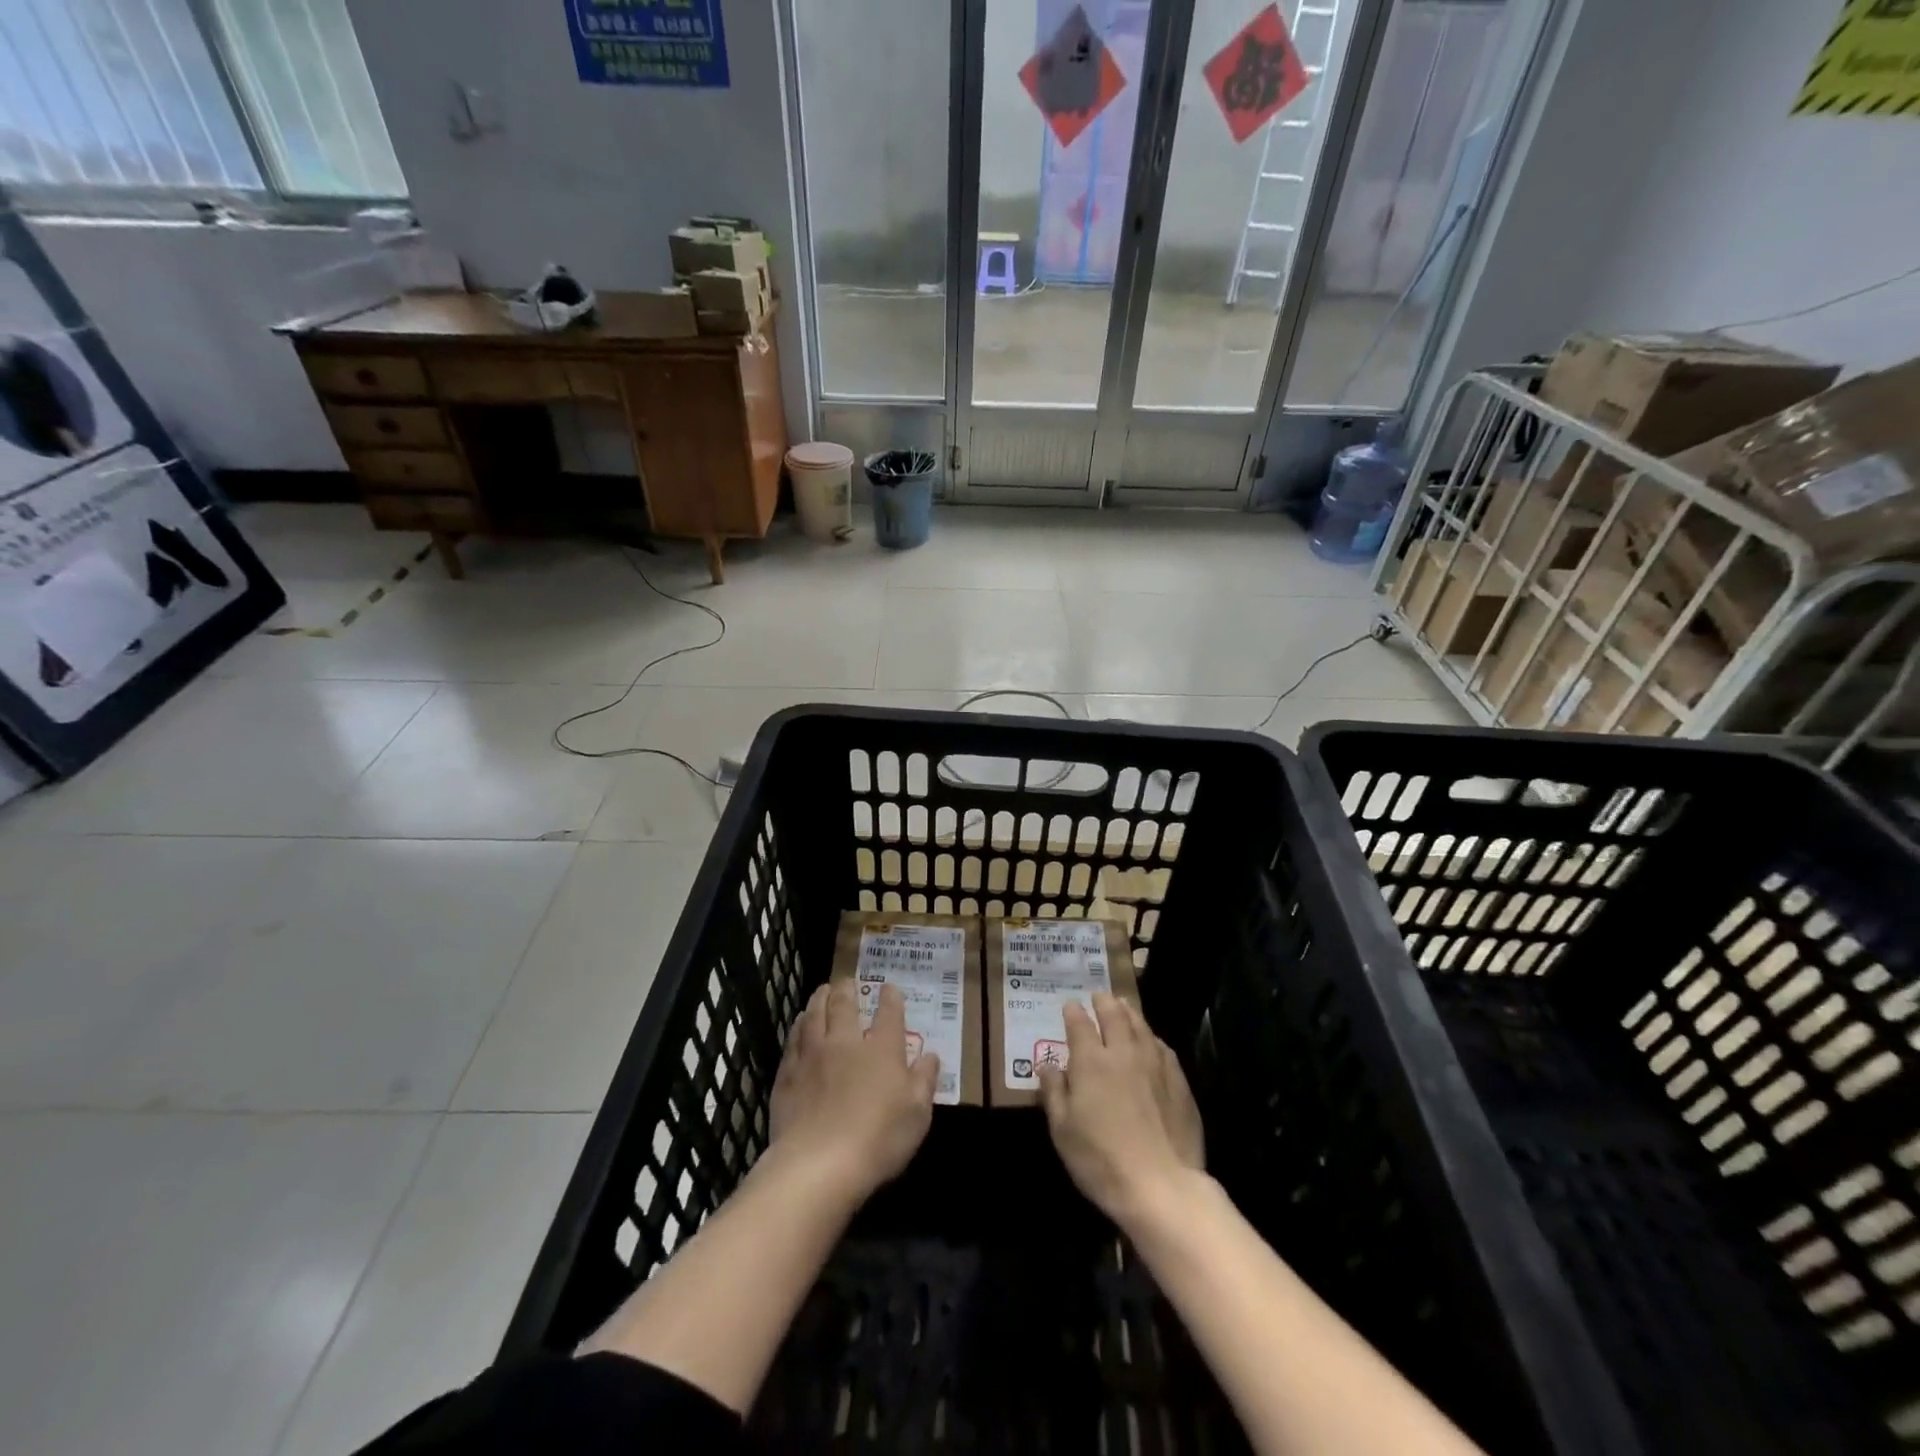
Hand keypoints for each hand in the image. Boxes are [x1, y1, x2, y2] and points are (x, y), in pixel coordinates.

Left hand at [769, 980, 939, 1200]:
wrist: (818, 1165)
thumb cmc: (878, 1140)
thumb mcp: (917, 1115)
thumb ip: (924, 1081)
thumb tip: (931, 1055)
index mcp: (882, 1049)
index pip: (889, 1013)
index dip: (890, 998)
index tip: (889, 988)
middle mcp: (846, 1042)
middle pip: (844, 1005)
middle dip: (847, 989)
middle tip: (846, 981)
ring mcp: (813, 1055)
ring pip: (814, 1015)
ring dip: (819, 999)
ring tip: (822, 991)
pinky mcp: (788, 1074)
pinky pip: (793, 1039)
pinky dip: (798, 1026)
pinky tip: (799, 1025)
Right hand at [1037, 993, 1203, 1222]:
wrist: (1162, 1186)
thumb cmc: (1101, 1160)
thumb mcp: (1063, 1131)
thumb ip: (1054, 1092)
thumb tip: (1047, 1065)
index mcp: (1091, 1061)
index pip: (1079, 1024)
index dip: (1073, 1012)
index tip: (1070, 1005)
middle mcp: (1123, 1052)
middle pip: (1114, 1015)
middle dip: (1104, 1002)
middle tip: (1099, 996)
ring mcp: (1155, 1064)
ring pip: (1141, 1026)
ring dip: (1129, 1012)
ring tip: (1123, 1006)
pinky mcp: (1179, 1082)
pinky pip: (1163, 1047)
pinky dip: (1152, 1037)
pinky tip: (1152, 1041)